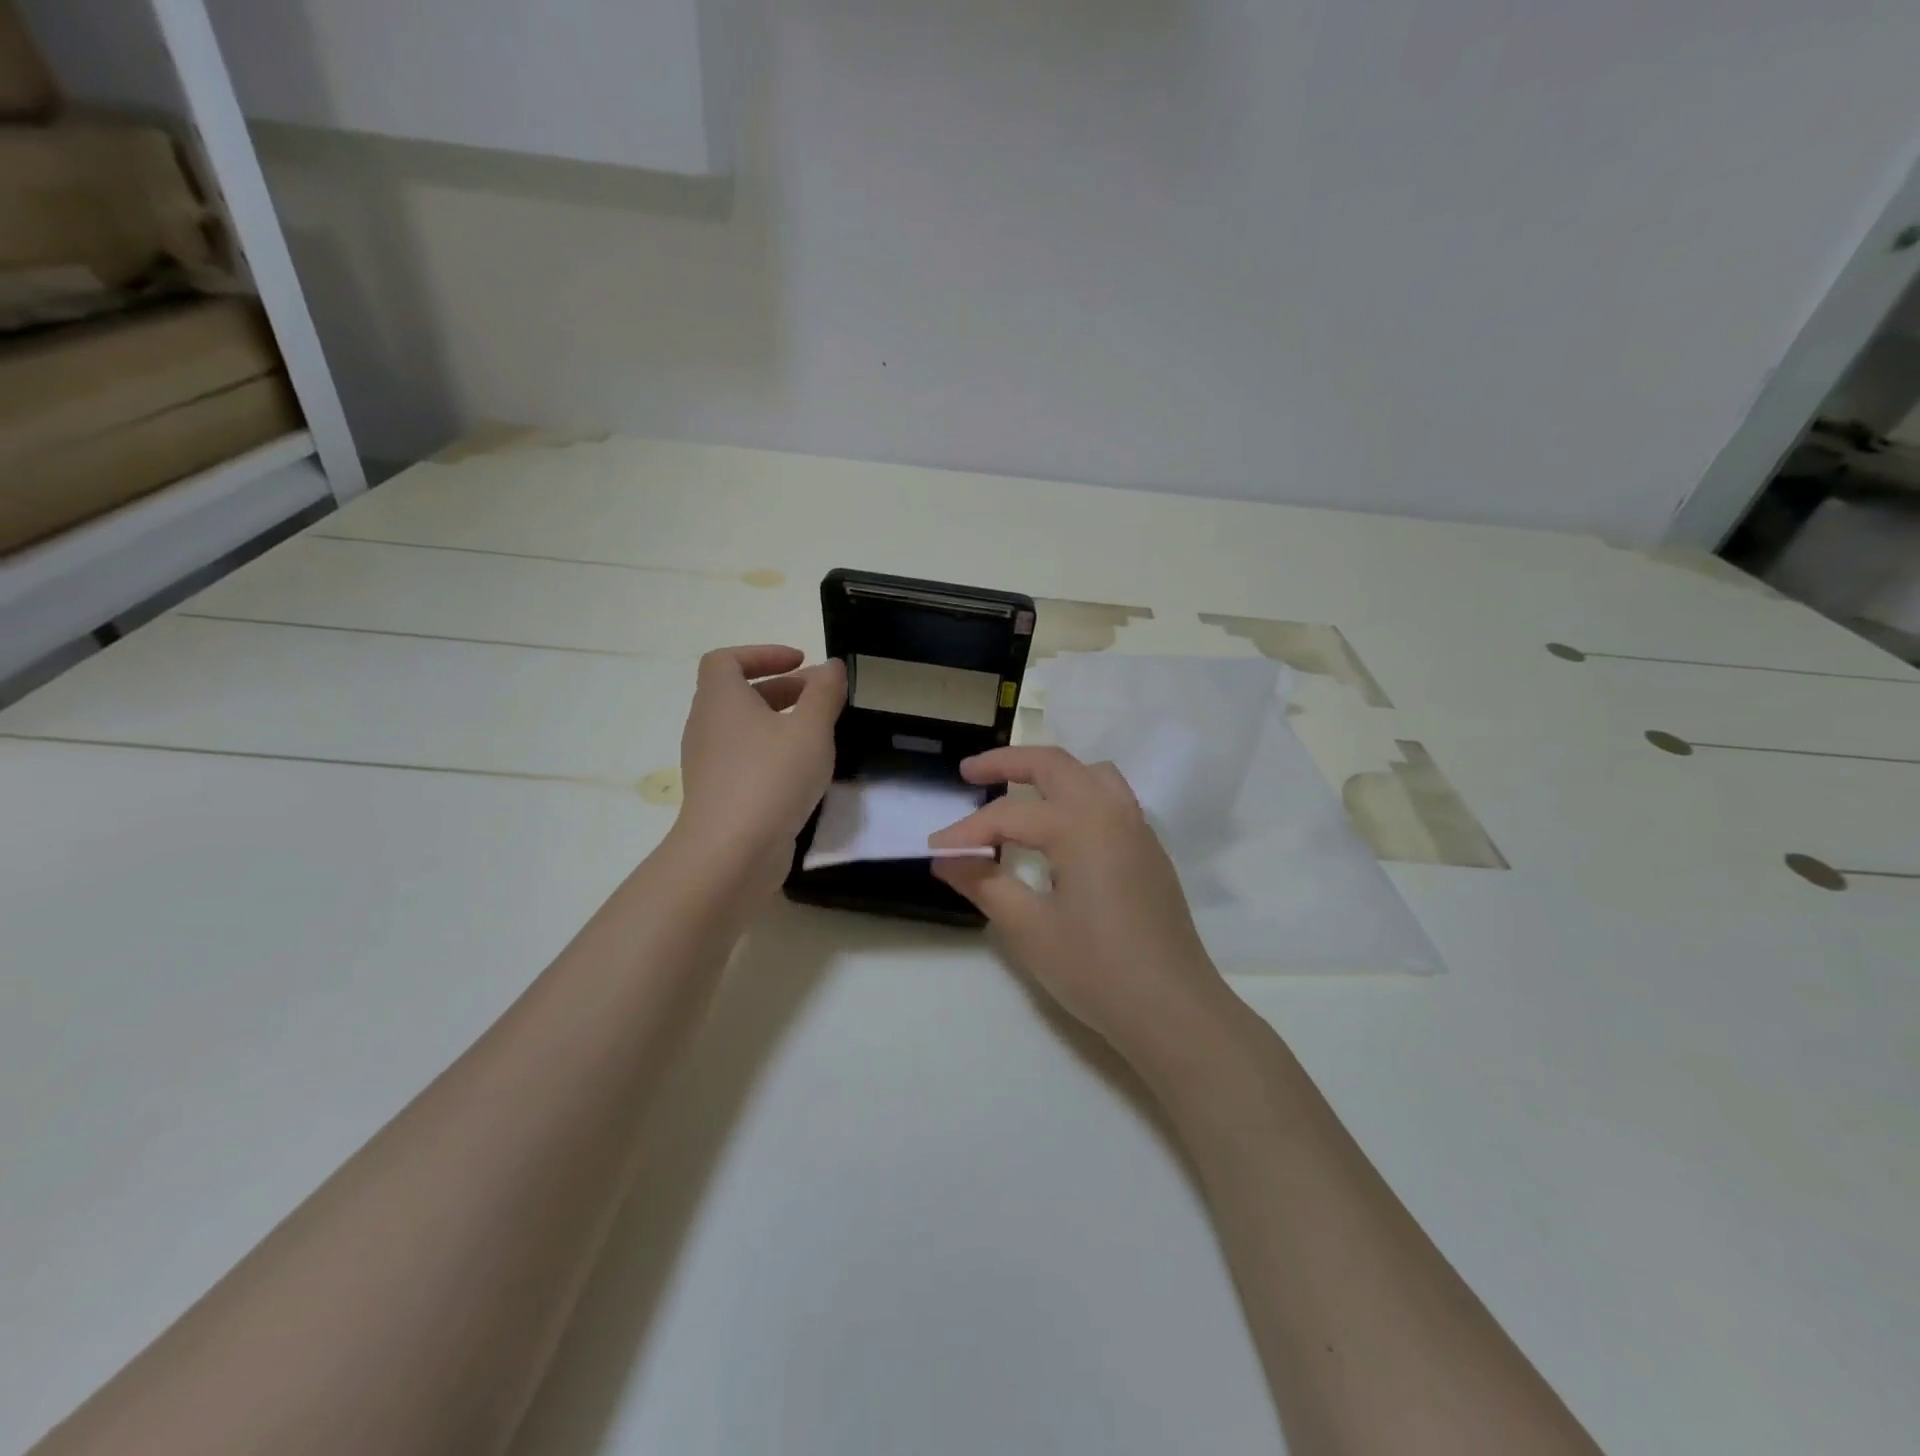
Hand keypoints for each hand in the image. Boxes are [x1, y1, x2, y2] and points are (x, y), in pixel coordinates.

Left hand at [675, 646, 844, 888]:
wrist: (730, 853)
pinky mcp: (719, 794)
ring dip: (781, 723)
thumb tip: (832, 667)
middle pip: (740, 694)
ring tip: (820, 734)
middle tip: (824, 698)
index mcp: (721, 700)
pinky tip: (804, 772)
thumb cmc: (771, 778)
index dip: (762, 654)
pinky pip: (746, 759)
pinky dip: (773, 753)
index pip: (726, 660)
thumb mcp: (810, 729)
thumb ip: (824, 693)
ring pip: (745, 729)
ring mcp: (709, 764)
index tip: (801, 662)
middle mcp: (707, 726)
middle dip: (784, 689)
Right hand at [929, 746, 1234, 1069]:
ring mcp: (1138, 830)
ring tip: (1018, 790)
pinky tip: (1060, 829)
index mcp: (1082, 825)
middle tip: (969, 773)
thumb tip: (946, 859)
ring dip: (1051, 773)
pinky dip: (1077, 794)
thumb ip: (984, 884)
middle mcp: (1113, 813)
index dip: (966, 831)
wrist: (1172, 1010)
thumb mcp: (1029, 929)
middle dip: (1008, 762)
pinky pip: (1111, 800)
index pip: (1009, 816)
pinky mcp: (1149, 852)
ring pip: (1091, 775)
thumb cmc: (1096, 970)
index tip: (934, 849)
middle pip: (1055, 765)